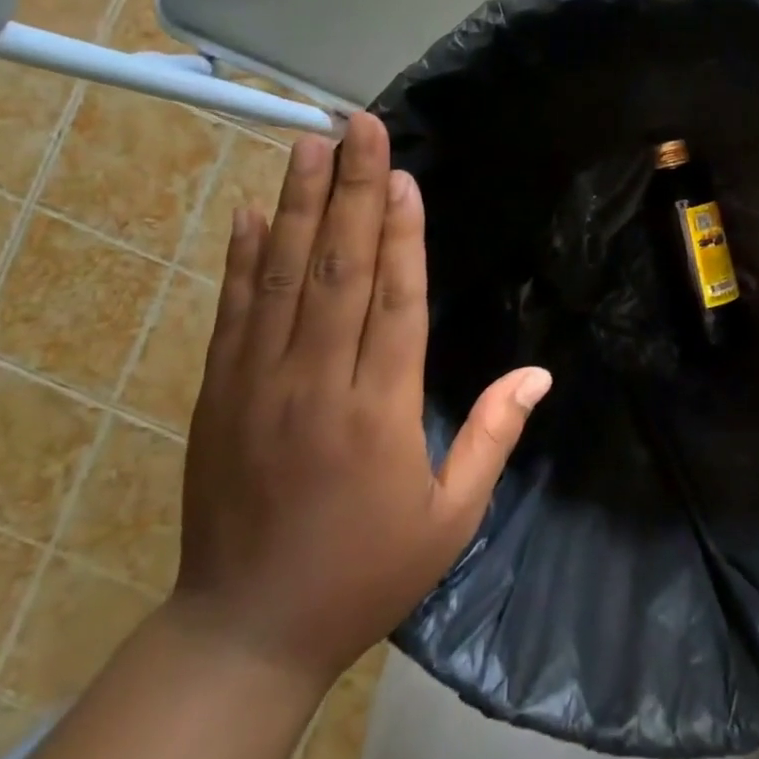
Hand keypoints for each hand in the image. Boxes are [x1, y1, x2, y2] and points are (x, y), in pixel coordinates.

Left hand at [170, 113, 551, 686]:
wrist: (245, 631)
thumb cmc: (364, 572)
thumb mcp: (450, 519)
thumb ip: (493, 437)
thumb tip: (540, 373)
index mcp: (379, 413)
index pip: (395, 303)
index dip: (402, 236)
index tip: (404, 177)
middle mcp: (315, 385)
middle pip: (339, 271)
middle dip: (353, 192)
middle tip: (360, 127)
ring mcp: (257, 386)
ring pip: (281, 278)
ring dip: (297, 205)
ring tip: (309, 144)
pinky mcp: (218, 395)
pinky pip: (232, 313)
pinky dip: (241, 258)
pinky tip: (250, 212)